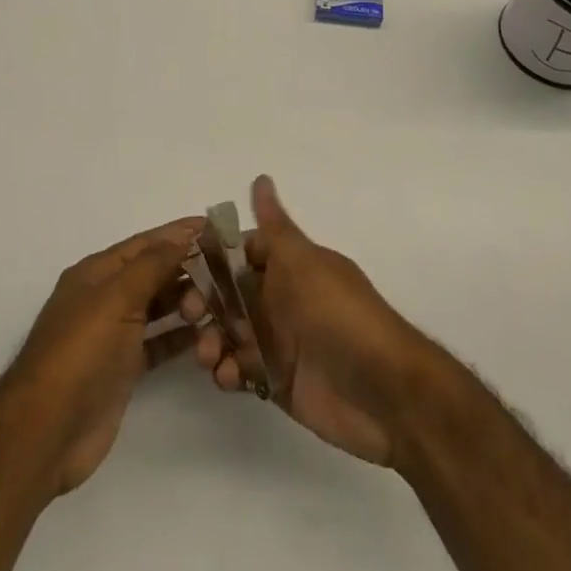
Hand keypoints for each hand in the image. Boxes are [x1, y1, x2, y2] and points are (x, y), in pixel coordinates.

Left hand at [0, 217, 202, 494]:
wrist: (46, 432)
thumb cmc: (81, 353)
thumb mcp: (116, 298)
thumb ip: (152, 264)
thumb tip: (183, 234)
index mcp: (97, 272)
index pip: (145, 244)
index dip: (178, 234)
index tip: (216, 229)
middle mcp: (105, 298)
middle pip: (154, 274)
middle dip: (188, 271)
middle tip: (227, 277)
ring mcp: (114, 335)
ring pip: (159, 308)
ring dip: (187, 303)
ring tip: (221, 306)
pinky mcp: (124, 369)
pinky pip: (159, 343)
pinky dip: (181, 337)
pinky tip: (206, 336)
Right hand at [190, 176, 429, 466]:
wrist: (387, 394)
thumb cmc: (342, 317)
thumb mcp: (305, 264)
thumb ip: (275, 227)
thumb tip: (261, 176)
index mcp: (290, 266)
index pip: (242, 252)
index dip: (214, 257)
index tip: (184, 265)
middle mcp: (282, 299)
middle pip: (230, 294)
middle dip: (206, 302)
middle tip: (190, 315)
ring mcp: (280, 341)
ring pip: (231, 333)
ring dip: (213, 340)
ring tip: (209, 356)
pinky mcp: (279, 382)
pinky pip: (242, 370)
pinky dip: (229, 372)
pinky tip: (229, 378)